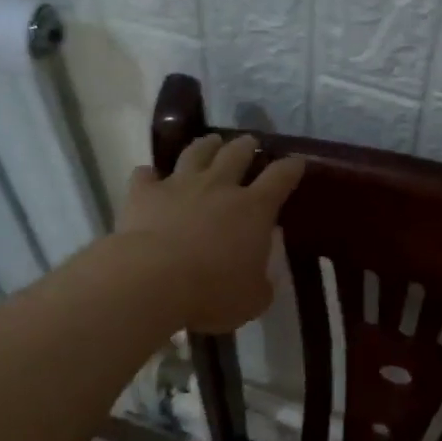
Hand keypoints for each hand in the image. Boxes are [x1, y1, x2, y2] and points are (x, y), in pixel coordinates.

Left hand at [117, 135, 305, 334]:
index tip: (297, 161)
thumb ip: (262, 283)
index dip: (292, 166)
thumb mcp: (253, 299)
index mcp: (254, 208)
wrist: (152, 280)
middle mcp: (219, 186)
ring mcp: (180, 184)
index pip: (281, 176)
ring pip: (196, 152)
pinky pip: (146, 175)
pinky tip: (149, 176)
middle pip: (237, 153)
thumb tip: (262, 275)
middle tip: (250, 142)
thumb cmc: (212, 292)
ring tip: (211, 141)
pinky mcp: (144, 193)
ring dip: (206, 145)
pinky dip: (150, 175)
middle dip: (247, 146)